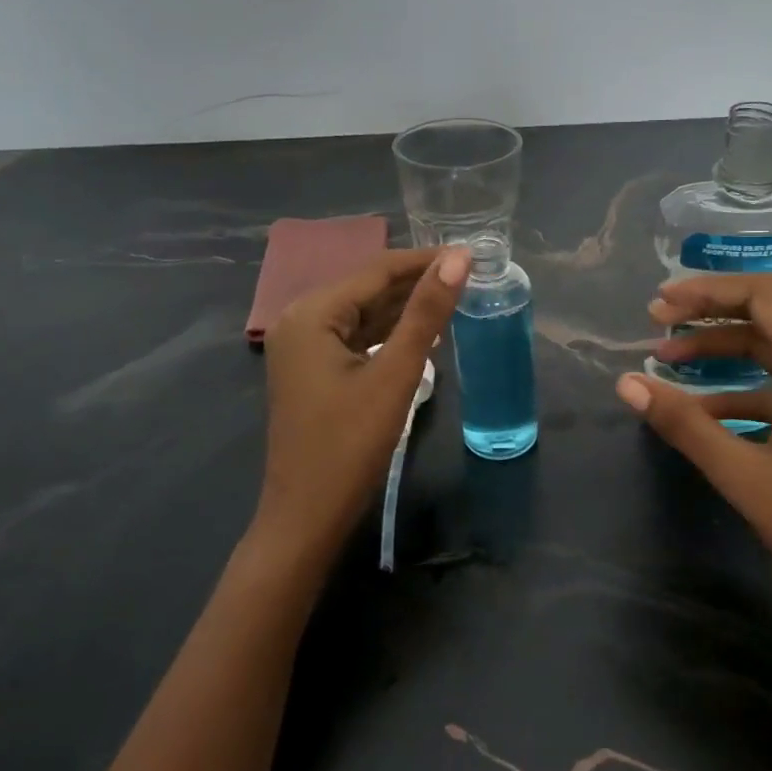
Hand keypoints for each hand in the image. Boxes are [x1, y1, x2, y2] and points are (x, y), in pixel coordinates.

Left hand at [257, 247, 470, 565]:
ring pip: (362, 313)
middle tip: (470, 276)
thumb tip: (458, 258)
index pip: (376, 270)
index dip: (424, 259)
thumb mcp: (395, 374)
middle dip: (416, 282)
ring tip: (455, 298)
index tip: (471, 254)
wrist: (307, 516)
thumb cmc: (350, 444)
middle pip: (367, 288)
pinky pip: (355, 337)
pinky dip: (387, 333)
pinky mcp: (312, 371)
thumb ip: (426, 313)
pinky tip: (422, 333)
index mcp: (312, 313)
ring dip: (405, 308)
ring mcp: (303, 347)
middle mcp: (300, 320)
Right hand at [615, 274, 771, 634]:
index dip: (708, 291)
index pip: (766, 298)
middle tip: (655, 326)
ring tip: (667, 363)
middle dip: (709, 318)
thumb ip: (684, 424)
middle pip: (770, 317)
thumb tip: (626, 384)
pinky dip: (744, 388)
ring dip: (723, 352)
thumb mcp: (744, 477)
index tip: (660, 303)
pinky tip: (703, 410)